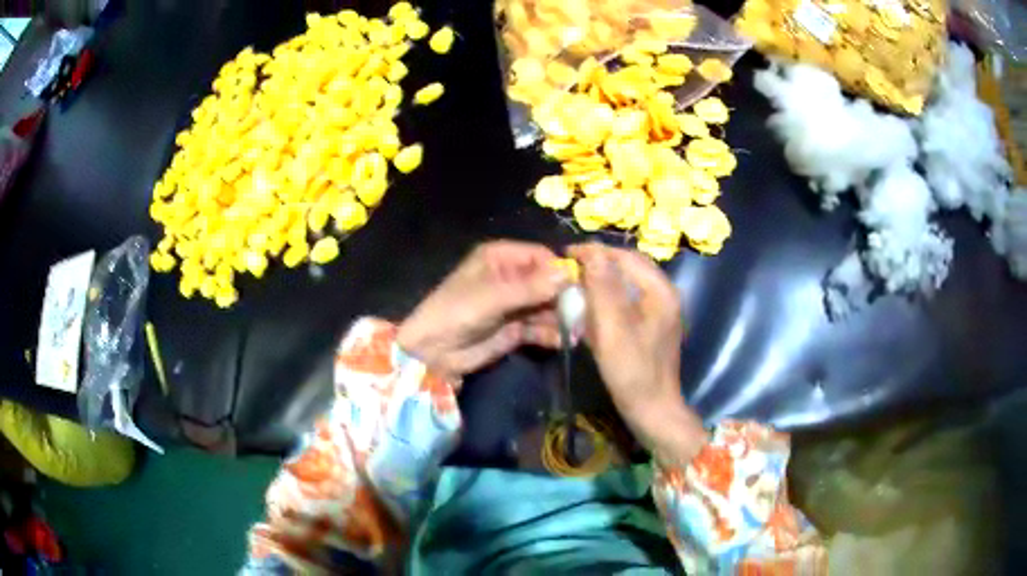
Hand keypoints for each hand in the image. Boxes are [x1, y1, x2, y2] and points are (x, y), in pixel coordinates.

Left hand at [397, 241, 570, 384]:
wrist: (433, 352)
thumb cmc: (457, 312)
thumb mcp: (493, 297)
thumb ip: (531, 287)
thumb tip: (569, 274)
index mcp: (501, 257)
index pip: (541, 256)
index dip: (561, 270)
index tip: (581, 286)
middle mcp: (512, 277)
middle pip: (549, 282)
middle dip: (566, 298)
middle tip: (585, 313)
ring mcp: (516, 304)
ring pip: (548, 306)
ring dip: (563, 318)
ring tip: (578, 331)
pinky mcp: (517, 329)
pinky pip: (541, 328)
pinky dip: (552, 334)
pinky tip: (563, 342)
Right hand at [569, 243, 707, 463]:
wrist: (652, 410)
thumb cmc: (633, 372)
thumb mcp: (613, 330)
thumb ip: (603, 289)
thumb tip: (592, 252)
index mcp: (660, 291)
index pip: (626, 257)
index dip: (595, 252)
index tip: (566, 254)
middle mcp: (663, 295)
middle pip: (629, 267)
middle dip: (599, 264)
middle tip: (570, 268)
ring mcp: (659, 312)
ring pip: (627, 284)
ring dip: (602, 281)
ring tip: (576, 285)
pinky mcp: (651, 326)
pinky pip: (627, 302)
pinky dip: (608, 300)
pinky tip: (591, 309)